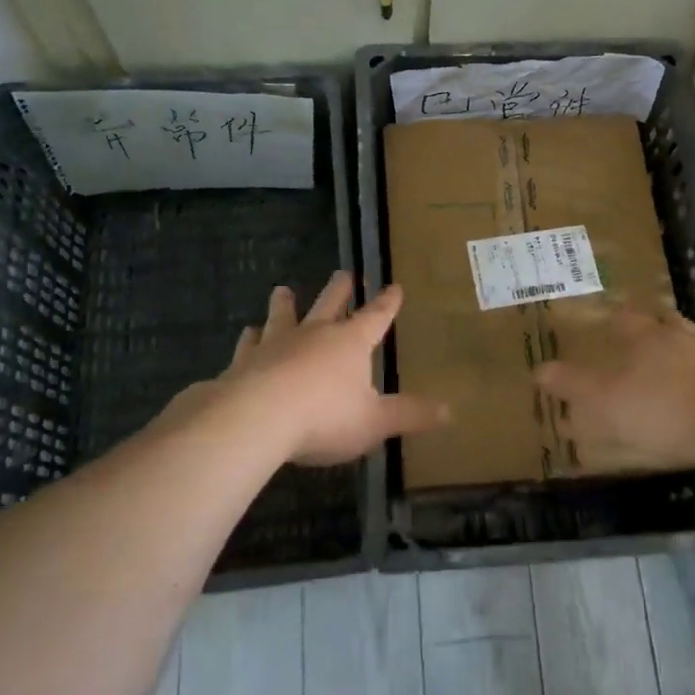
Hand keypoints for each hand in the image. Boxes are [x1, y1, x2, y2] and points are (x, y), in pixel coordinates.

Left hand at [175, 272, 447, 465]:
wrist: (257, 417)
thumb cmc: (324, 417)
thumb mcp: (375, 421)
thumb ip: (409, 414)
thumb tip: (449, 411)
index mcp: (351, 343)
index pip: (375, 317)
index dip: (387, 303)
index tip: (394, 286)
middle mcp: (315, 334)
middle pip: (329, 304)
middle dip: (339, 290)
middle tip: (344, 274)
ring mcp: (277, 344)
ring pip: (283, 316)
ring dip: (285, 304)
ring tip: (282, 290)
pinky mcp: (245, 361)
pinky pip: (249, 344)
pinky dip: (250, 338)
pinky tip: (247, 333)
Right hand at [534, 303, 694, 468]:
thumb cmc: (659, 408)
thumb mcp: (603, 400)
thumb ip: (571, 384)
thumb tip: (537, 369)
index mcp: (646, 334)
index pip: (626, 316)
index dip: (614, 317)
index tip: (606, 320)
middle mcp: (680, 336)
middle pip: (663, 322)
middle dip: (651, 328)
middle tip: (639, 338)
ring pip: (691, 343)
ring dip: (679, 350)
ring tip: (669, 366)